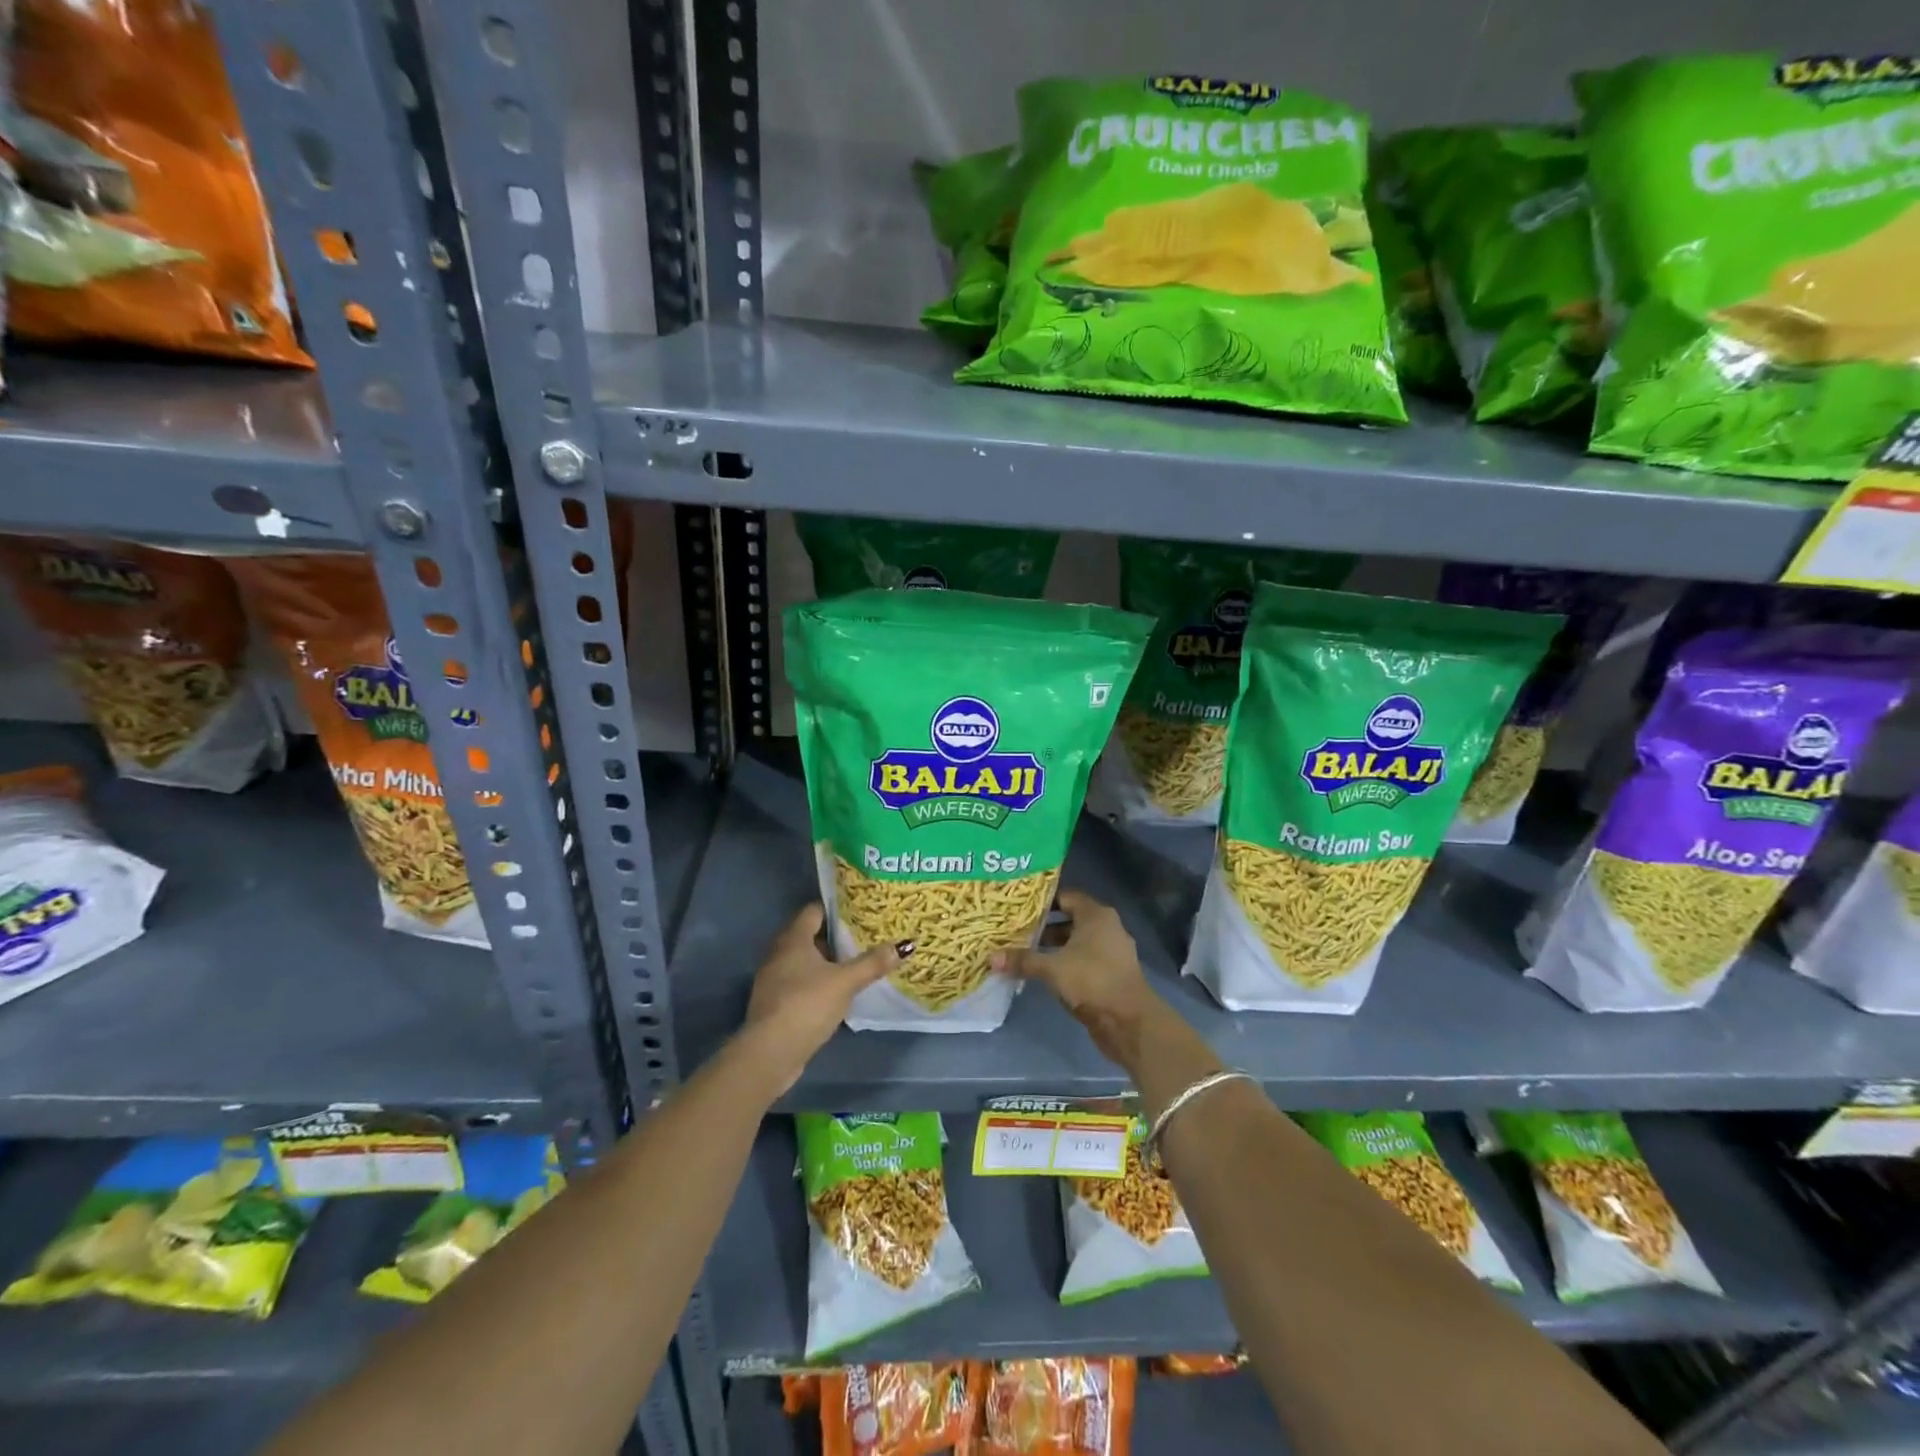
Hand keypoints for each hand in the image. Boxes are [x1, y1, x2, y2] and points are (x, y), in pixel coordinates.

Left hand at [742, 904, 907, 1093]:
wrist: (770, 1052)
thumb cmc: (807, 1004)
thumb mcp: (845, 982)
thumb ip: (873, 963)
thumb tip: (905, 945)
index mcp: (793, 939)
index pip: (814, 910)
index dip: (836, 908)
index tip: (860, 910)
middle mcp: (779, 953)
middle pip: (810, 935)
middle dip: (836, 936)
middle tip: (865, 935)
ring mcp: (774, 979)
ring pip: (805, 960)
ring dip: (827, 961)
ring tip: (856, 962)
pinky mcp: (775, 1002)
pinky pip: (800, 981)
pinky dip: (818, 981)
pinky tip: (837, 991)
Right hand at [993, 889, 1164, 1072]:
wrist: (1129, 1022)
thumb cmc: (1092, 981)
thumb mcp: (1052, 969)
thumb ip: (1023, 960)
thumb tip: (991, 957)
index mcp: (1096, 915)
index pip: (1066, 897)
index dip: (1043, 901)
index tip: (1019, 907)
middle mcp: (1107, 928)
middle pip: (1070, 920)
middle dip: (1044, 926)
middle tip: (1016, 930)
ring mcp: (1111, 952)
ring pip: (1076, 942)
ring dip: (1054, 948)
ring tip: (1025, 952)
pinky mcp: (1111, 974)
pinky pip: (1083, 961)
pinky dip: (1065, 964)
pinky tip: (1044, 973)